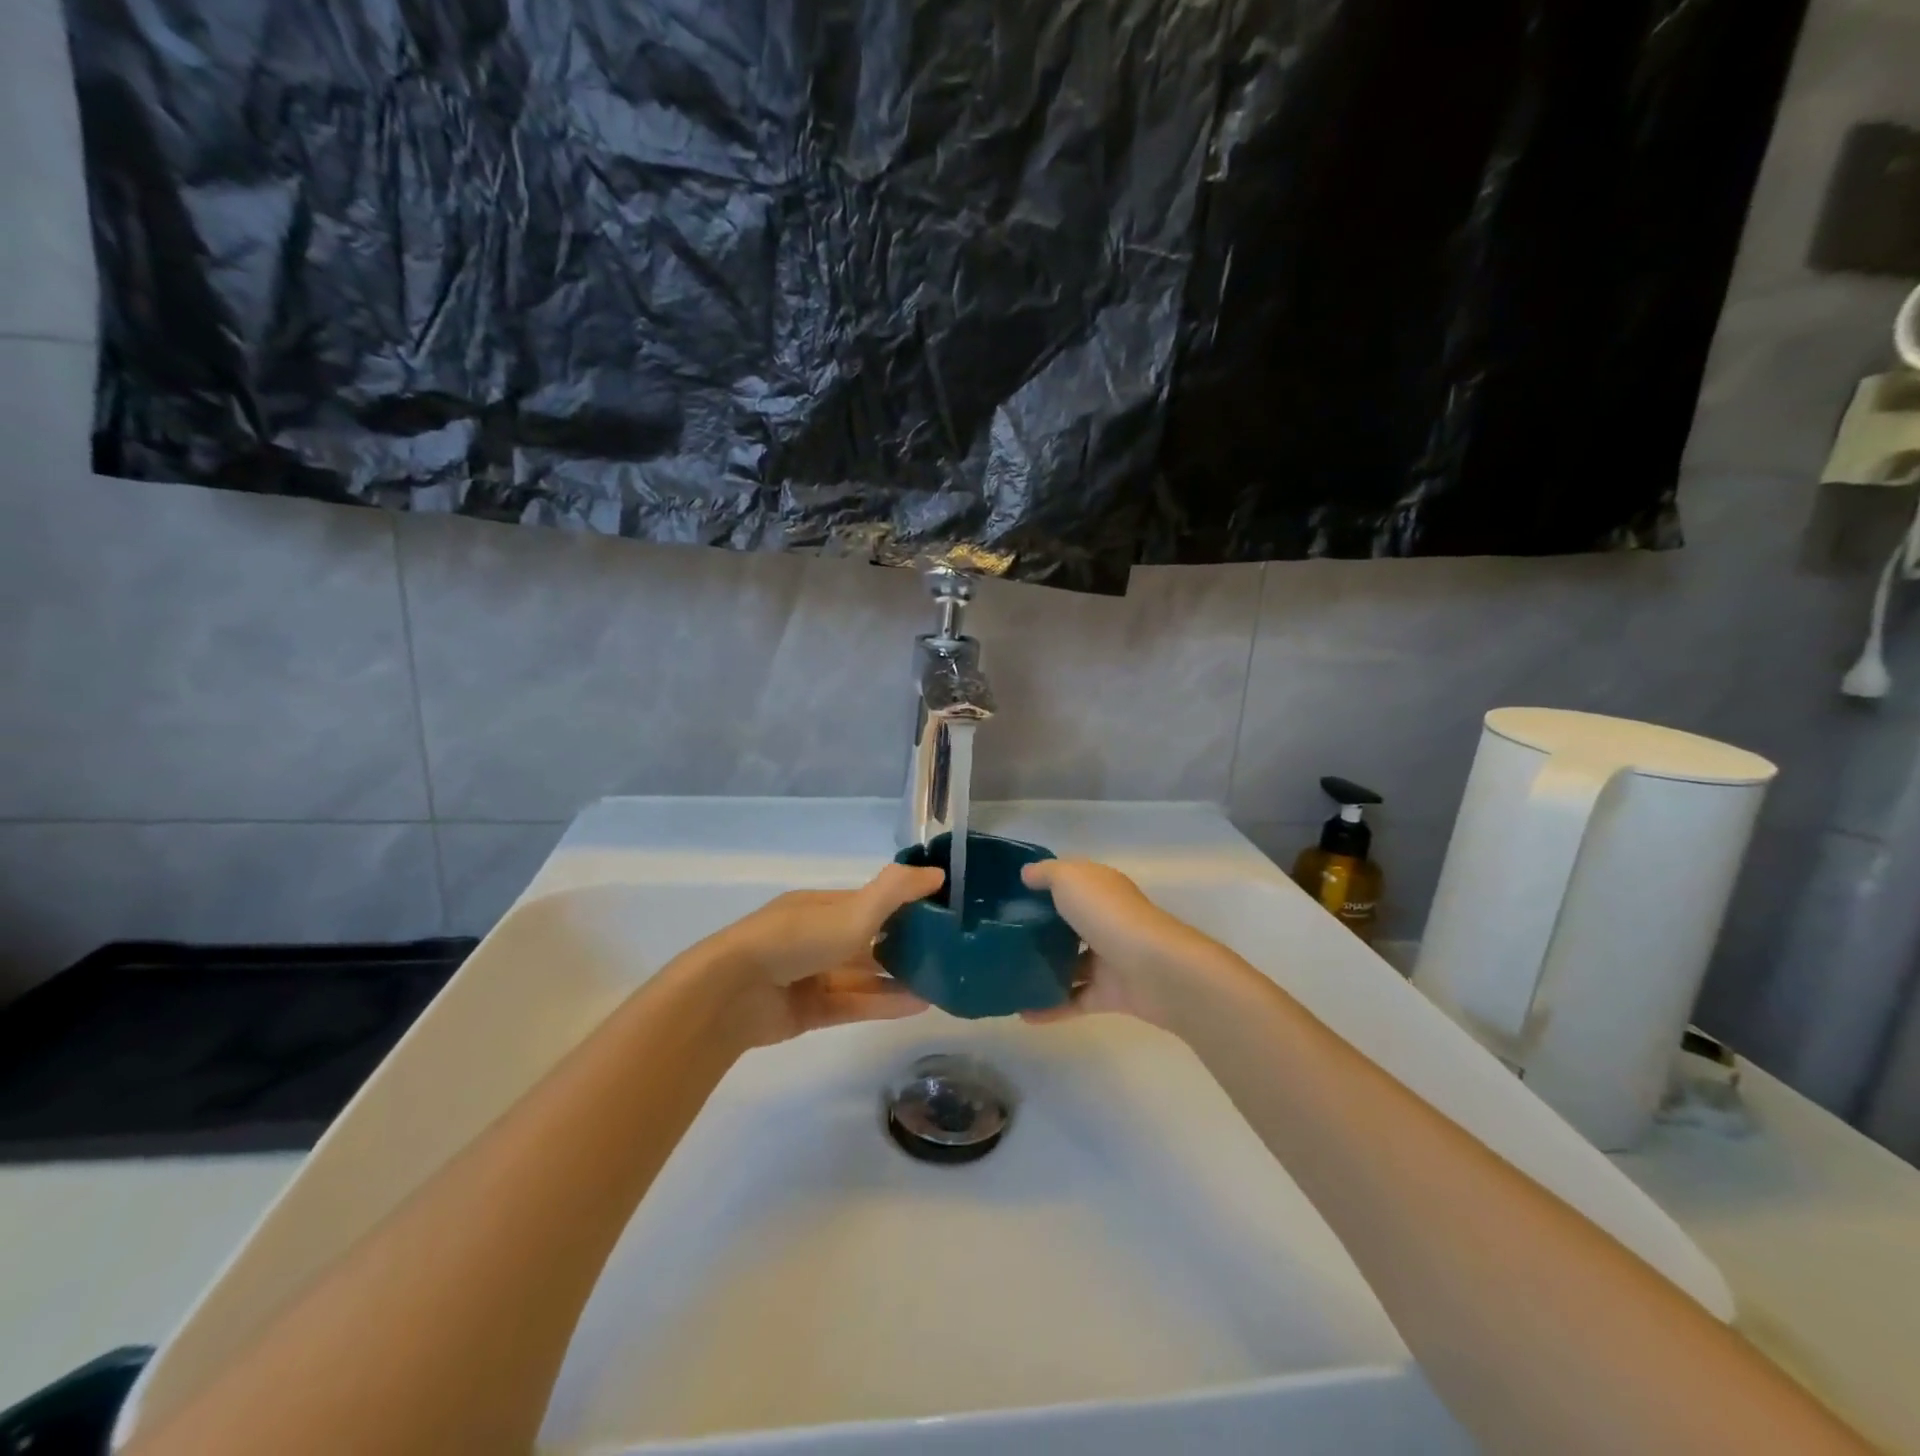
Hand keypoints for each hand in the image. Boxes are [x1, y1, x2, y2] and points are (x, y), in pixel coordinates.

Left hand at [699, 862, 944, 1047]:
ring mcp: (810, 975)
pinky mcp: (807, 1011)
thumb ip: (896, 891)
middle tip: (946, 954)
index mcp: (822, 906)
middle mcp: (816, 937)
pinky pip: (853, 1004)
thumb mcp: (853, 910)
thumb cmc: (796, 940)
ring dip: (897, 978)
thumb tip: (938, 872)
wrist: (732, 993)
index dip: (904, 906)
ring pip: (862, 976)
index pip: (870, 902)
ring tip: (940, 984)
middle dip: (903, 945)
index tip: (940, 913)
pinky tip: (918, 1005)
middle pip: (867, 940)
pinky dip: (883, 1003)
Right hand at [1019, 859, 1218, 1030]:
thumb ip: (1047, 874)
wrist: (1154, 968)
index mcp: (1100, 889)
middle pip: (1069, 923)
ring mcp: (1109, 958)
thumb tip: (1026, 874)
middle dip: (1039, 929)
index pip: (1070, 882)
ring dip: (1043, 970)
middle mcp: (1105, 921)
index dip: (1043, 885)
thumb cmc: (1108, 914)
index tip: (1009, 895)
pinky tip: (1021, 1013)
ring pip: (1070, 964)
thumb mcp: (1071, 879)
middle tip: (1001, 937)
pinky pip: (1073, 999)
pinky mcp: (1109, 994)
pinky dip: (1049, 1007)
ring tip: (1006, 975)